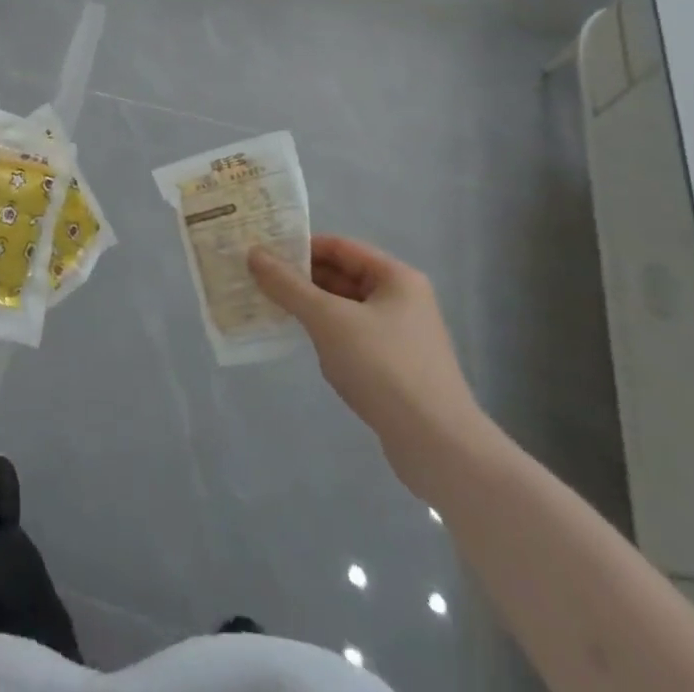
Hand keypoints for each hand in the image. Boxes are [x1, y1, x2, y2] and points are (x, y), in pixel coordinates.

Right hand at [249, 235, 486, 496]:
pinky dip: (328, 337)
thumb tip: (254, 254)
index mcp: (395, 277)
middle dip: (302, 280)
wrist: (439, 447)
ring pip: (345, 309)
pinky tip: (307, 347)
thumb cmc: (384, 367)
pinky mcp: (397, 368)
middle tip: (258, 280)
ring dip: (312, 309)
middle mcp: (402, 299)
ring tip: (271, 310)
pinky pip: (353, 338)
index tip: (263, 253)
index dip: (300, 247)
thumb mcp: (328, 320)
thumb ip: (288, 286)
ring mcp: (401, 335)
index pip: (339, 247)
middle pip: (342, 277)